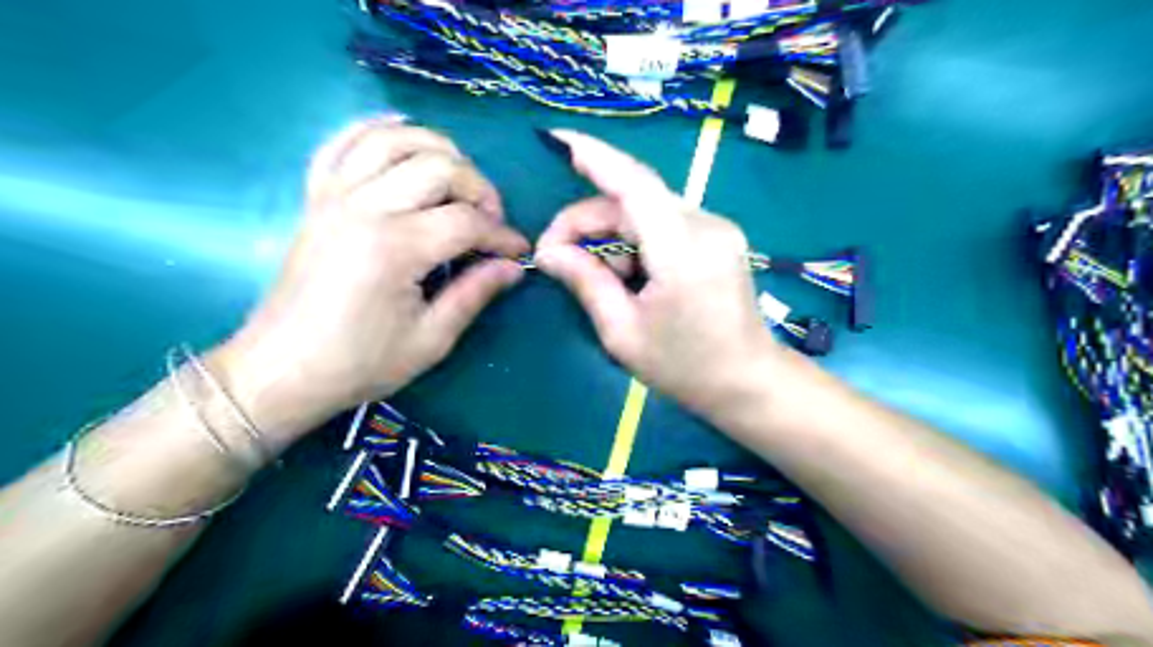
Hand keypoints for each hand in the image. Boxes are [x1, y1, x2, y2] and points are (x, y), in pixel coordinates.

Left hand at [211, 116, 526, 445]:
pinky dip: (374, 128)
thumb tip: (512, 267)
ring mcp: (335, 196)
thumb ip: (474, 294)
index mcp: (396, 248)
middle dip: (479, 189)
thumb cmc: (360, 362)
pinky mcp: (316, 197)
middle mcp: (366, 208)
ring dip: (439, 150)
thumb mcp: (430, 340)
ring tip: (458, 180)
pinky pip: (342, 142)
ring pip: (395, 140)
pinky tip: (400, 132)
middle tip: (490, 222)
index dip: (502, 235)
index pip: (467, 221)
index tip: (518, 252)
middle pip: (440, 167)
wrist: (282, 369)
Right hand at [536, 129, 777, 411]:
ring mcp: (717, 228)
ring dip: (612, 234)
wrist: (749, 382)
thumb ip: (585, 283)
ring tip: (599, 278)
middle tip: (555, 255)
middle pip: (634, 200)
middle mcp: (706, 226)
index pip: (635, 185)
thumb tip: (548, 252)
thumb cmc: (685, 368)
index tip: (559, 140)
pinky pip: (664, 222)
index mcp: (683, 251)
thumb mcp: (623, 333)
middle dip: (588, 221)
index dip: (596, 157)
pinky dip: (636, 240)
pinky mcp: (719, 236)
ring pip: (647, 209)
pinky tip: (630, 274)